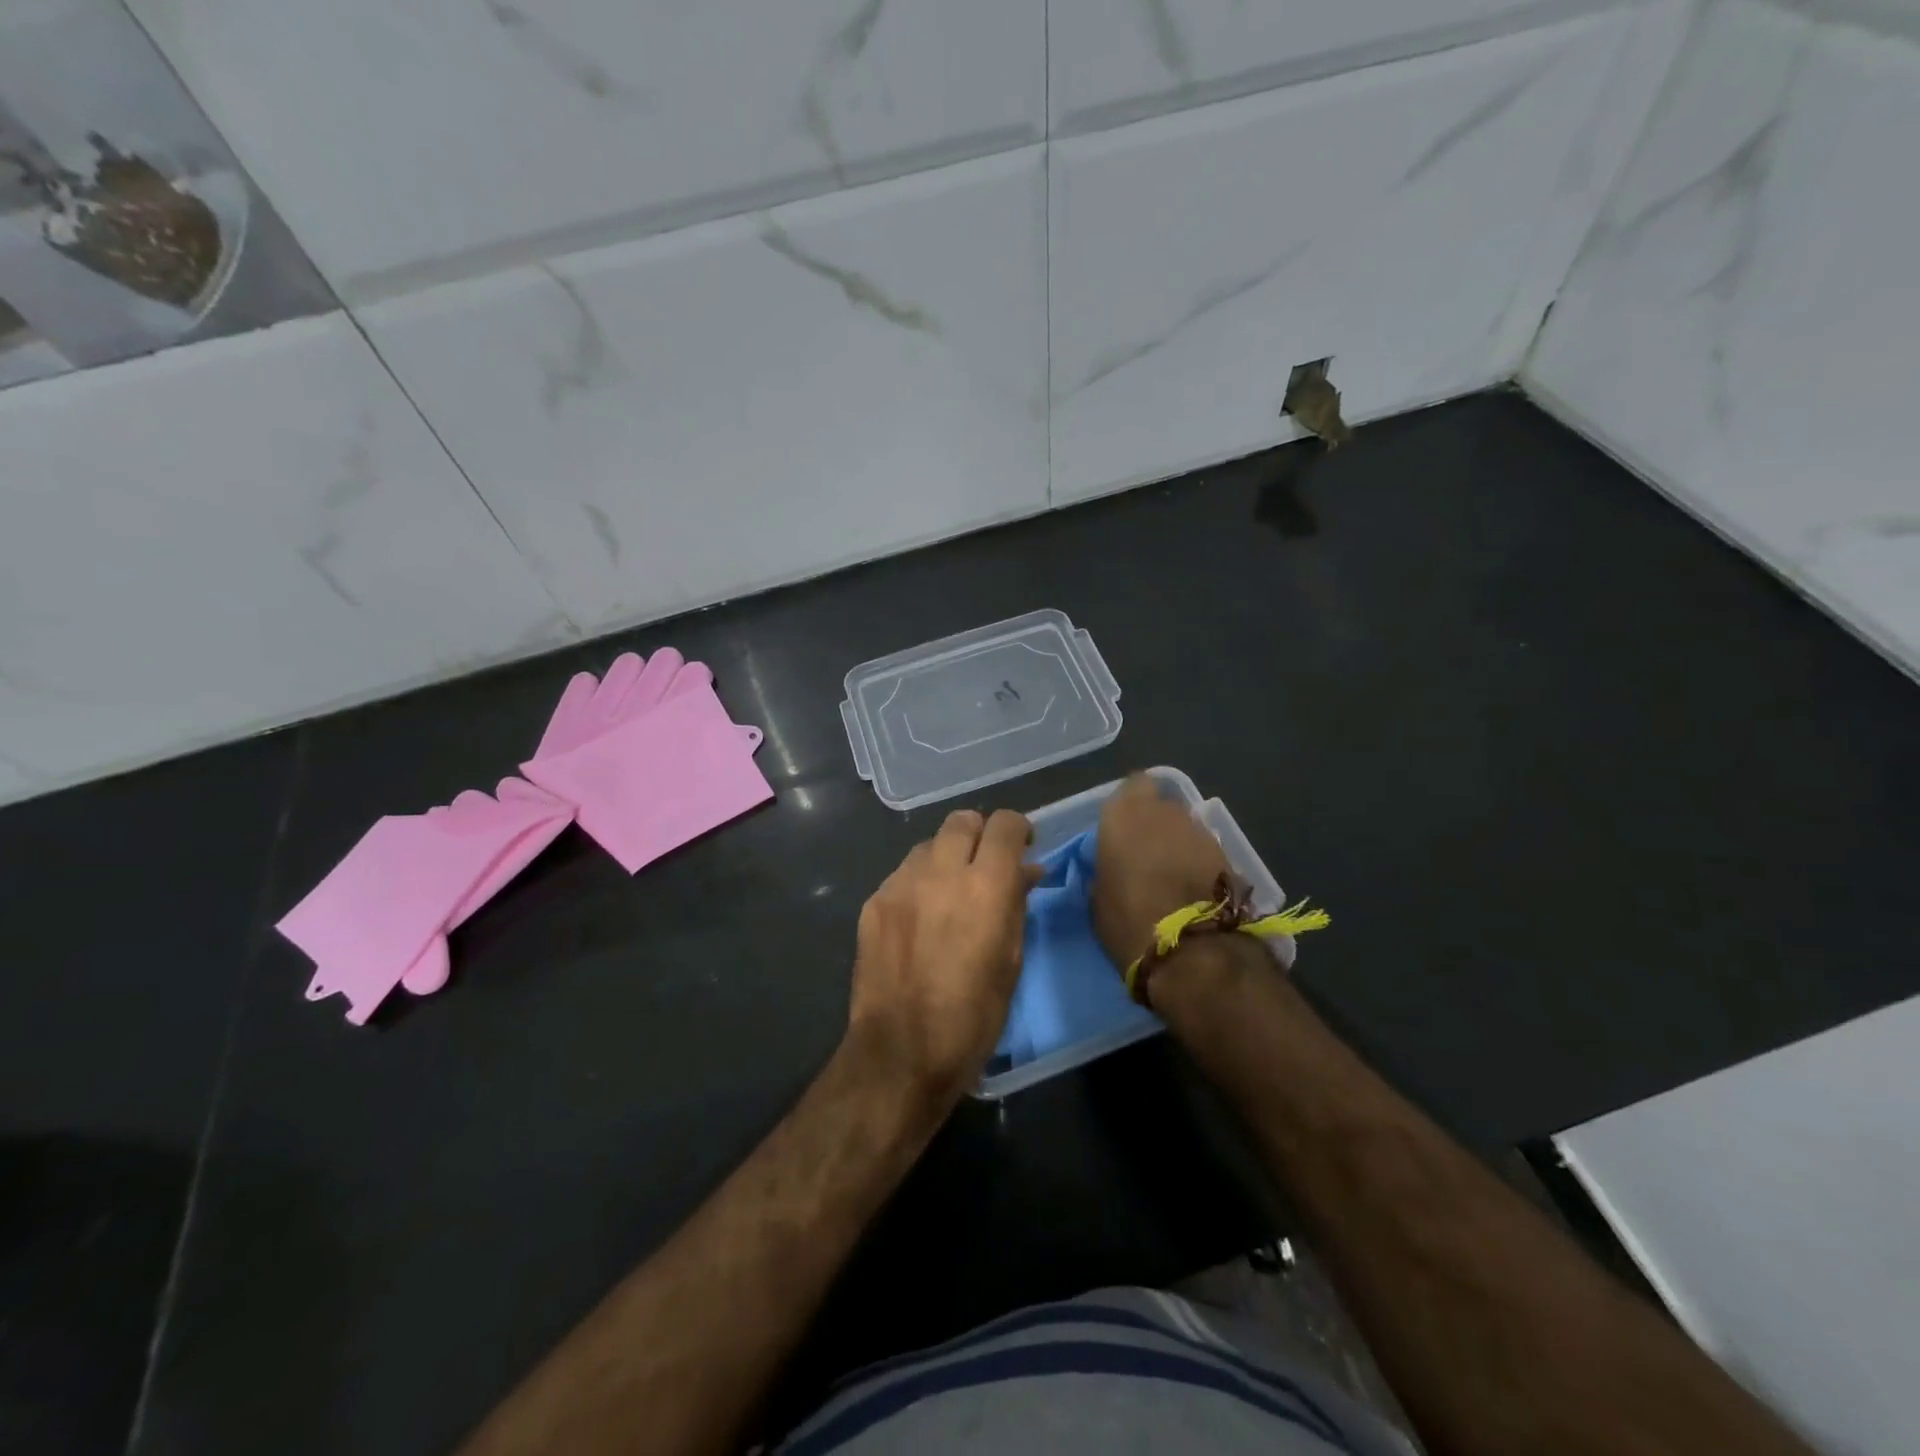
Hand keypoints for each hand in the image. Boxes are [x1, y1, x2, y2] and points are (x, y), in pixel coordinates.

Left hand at [847, 809, 1039, 1108]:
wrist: (900, 1052)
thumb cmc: (971, 1017)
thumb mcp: (1010, 962)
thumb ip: (1016, 905)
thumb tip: (1025, 872)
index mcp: (985, 886)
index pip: (1004, 824)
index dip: (1017, 829)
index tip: (1022, 847)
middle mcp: (940, 872)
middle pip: (961, 821)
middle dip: (979, 834)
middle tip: (986, 865)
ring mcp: (900, 884)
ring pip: (929, 845)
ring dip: (946, 857)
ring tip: (951, 892)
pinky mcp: (874, 902)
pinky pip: (903, 874)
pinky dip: (919, 883)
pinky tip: (921, 917)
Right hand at [1091, 773, 1230, 968]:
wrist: (1192, 951)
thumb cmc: (1128, 921)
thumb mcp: (1098, 895)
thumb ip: (1107, 867)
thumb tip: (1115, 865)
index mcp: (1123, 815)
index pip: (1132, 786)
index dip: (1131, 805)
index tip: (1124, 829)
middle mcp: (1164, 812)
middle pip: (1162, 808)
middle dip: (1156, 826)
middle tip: (1147, 856)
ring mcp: (1200, 831)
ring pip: (1185, 828)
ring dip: (1179, 845)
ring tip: (1172, 877)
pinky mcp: (1228, 855)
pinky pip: (1205, 851)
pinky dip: (1199, 864)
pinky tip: (1193, 889)